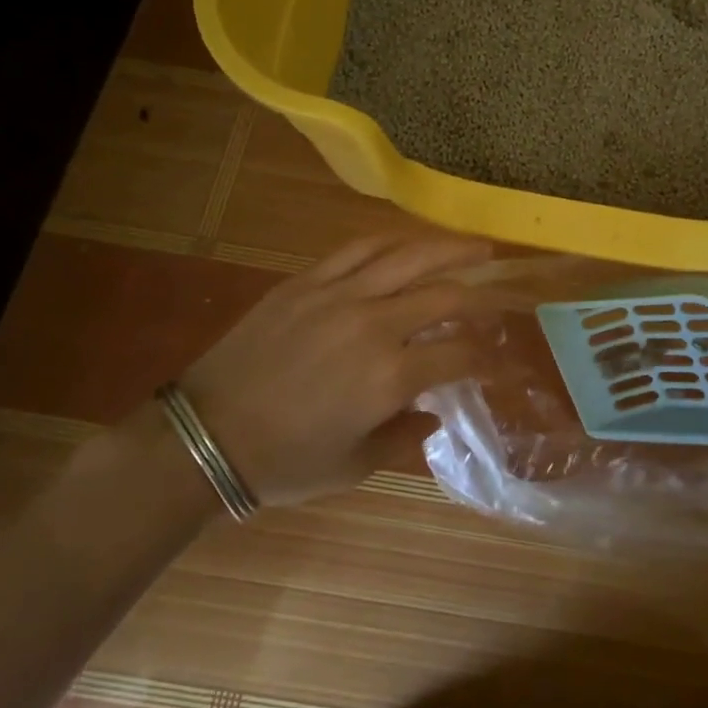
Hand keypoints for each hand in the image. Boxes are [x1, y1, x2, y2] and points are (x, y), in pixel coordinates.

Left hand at [176, 234, 494, 507]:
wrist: (205, 436)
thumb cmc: (284, 462)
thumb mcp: (354, 466)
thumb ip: (404, 438)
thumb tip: (435, 415)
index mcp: (389, 377)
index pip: (458, 353)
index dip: (487, 357)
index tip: (500, 360)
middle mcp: (373, 326)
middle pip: (445, 295)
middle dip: (483, 295)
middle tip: (503, 296)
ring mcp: (339, 295)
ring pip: (408, 256)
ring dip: (450, 248)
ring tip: (478, 246)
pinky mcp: (307, 281)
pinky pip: (358, 248)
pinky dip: (392, 240)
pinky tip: (410, 241)